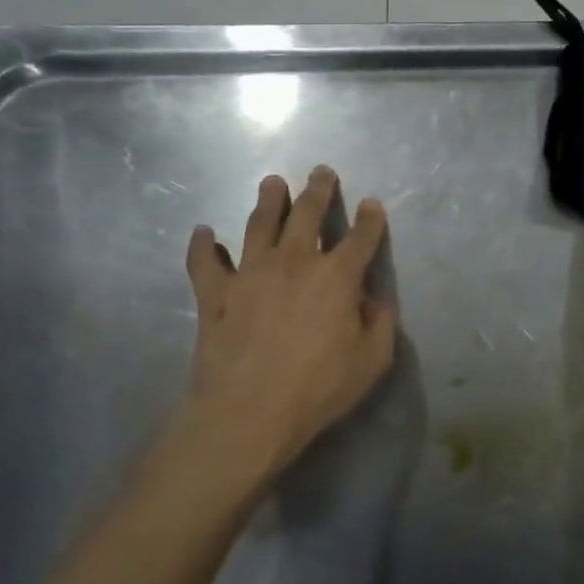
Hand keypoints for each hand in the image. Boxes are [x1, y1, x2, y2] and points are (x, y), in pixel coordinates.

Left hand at [169, 166, 396, 488]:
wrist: (249, 411)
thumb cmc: (319, 388)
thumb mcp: (372, 361)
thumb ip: (380, 324)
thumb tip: (373, 301)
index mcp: (337, 277)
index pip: (360, 238)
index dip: (370, 220)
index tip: (371, 205)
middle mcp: (295, 262)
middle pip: (308, 215)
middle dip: (318, 190)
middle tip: (321, 171)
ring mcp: (250, 273)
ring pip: (259, 224)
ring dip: (268, 200)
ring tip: (272, 183)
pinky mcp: (215, 293)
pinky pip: (204, 261)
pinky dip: (203, 245)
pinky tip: (203, 232)